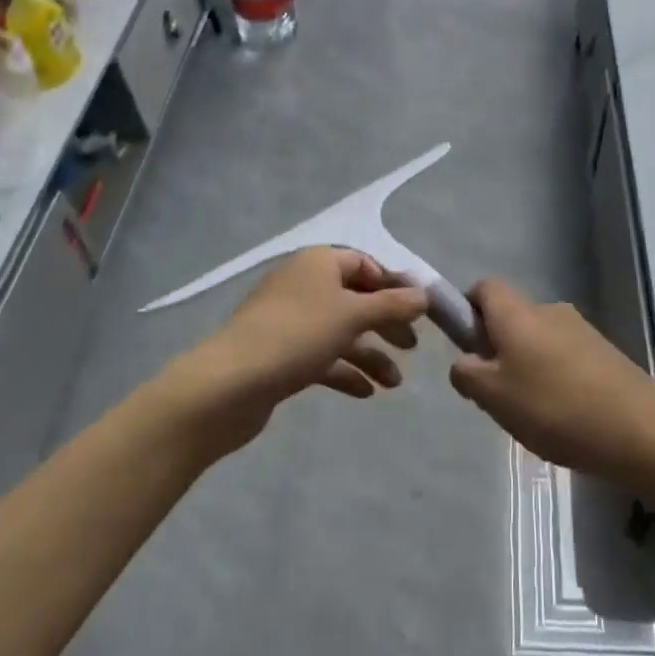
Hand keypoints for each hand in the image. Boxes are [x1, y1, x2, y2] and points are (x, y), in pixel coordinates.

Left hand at [166, 248, 427, 461]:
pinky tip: (366, 392)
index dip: (394, 286)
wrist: (229, 384)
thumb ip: (392, 305)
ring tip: (394, 383)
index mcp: (318, 263)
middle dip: (386, 324)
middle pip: (355, 299)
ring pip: (340, 332)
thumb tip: (424, 295)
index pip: (365, 264)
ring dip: (370, 354)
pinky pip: (321, 356)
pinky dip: (344, 371)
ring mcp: (289, 321)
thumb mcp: (353, 315)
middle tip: (412, 347)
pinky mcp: (280, 354)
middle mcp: (303, 285)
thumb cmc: (297, 336)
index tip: (420, 312)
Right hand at [448, 279, 654, 482]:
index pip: (484, 287)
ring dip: (527, 366)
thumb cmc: (553, 407)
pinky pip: (565, 357)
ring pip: (539, 340)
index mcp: (518, 313)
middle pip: (512, 318)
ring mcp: (582, 330)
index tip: (467, 346)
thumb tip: (465, 361)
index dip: (468, 309)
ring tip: (532, 413)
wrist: (638, 429)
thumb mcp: (492, 396)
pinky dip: (556, 378)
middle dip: (498, 348)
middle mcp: (550, 310)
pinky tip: (563, 416)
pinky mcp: (606, 352)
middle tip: (496, 393)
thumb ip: (466, 373)